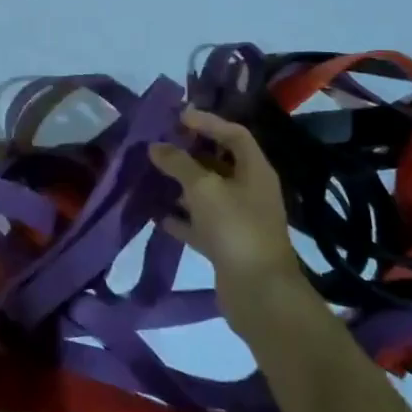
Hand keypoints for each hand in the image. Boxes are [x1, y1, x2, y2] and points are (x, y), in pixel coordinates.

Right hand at [148, 109, 298, 315]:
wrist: (259, 293)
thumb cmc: (235, 227)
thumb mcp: (203, 187)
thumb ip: (178, 163)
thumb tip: (155, 146)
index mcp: (255, 171)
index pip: (234, 134)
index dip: (208, 122)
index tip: (178, 117)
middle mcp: (249, 191)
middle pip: (219, 162)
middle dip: (189, 152)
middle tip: (159, 144)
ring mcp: (238, 219)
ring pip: (206, 193)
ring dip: (180, 184)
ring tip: (151, 174)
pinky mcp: (226, 244)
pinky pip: (199, 223)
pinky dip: (179, 217)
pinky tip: (155, 213)